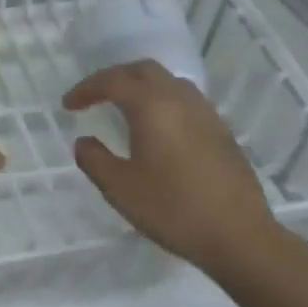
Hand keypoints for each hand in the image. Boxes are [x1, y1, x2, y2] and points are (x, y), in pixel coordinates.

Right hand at [64, 61, 296, 281]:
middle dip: (115, 78)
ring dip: (142, 87)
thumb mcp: (119, 188)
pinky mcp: (222, 132)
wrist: (239, 236)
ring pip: (169, 82)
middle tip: (95, 97)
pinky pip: (186, 101)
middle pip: (143, 70)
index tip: (68, 105)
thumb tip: (84, 141)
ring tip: (125, 109)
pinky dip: (163, 102)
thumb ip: (94, 159)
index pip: (112, 81)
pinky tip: (158, 130)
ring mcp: (206, 114)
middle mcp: (180, 100)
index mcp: (152, 106)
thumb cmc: (173, 209)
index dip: (86, 89)